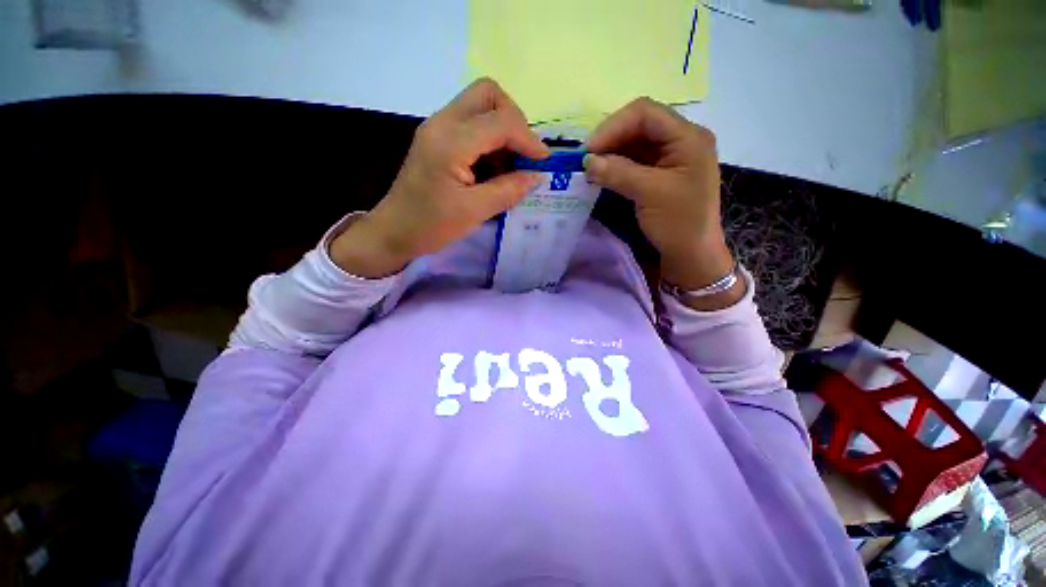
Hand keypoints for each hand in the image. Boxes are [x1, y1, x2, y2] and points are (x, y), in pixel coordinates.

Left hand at [331, 78, 549, 277]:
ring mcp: (438, 127)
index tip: (543, 162)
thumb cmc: (431, 225)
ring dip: (503, 130)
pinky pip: (472, 123)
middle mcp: (442, 123)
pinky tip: (494, 167)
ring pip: (480, 105)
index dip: (528, 139)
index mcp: (450, 142)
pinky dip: (490, 139)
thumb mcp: (475, 212)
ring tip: (510, 166)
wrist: (395, 230)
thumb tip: (537, 176)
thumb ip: (509, 190)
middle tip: (523, 153)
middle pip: (488, 94)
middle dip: (514, 119)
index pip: (500, 121)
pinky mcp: (438, 137)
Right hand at [584, 98, 737, 303]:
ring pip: (633, 143)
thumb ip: (618, 173)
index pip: (646, 113)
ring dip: (610, 152)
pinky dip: (615, 165)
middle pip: (639, 125)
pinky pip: (634, 160)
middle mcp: (680, 139)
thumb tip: (586, 161)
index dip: (613, 126)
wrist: (691, 254)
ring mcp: (669, 156)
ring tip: (589, 167)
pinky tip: (601, 173)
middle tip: (585, 159)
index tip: (588, 150)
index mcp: (688, 137)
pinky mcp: (659, 172)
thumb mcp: (650, 194)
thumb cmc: (678, 223)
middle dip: (610, 139)